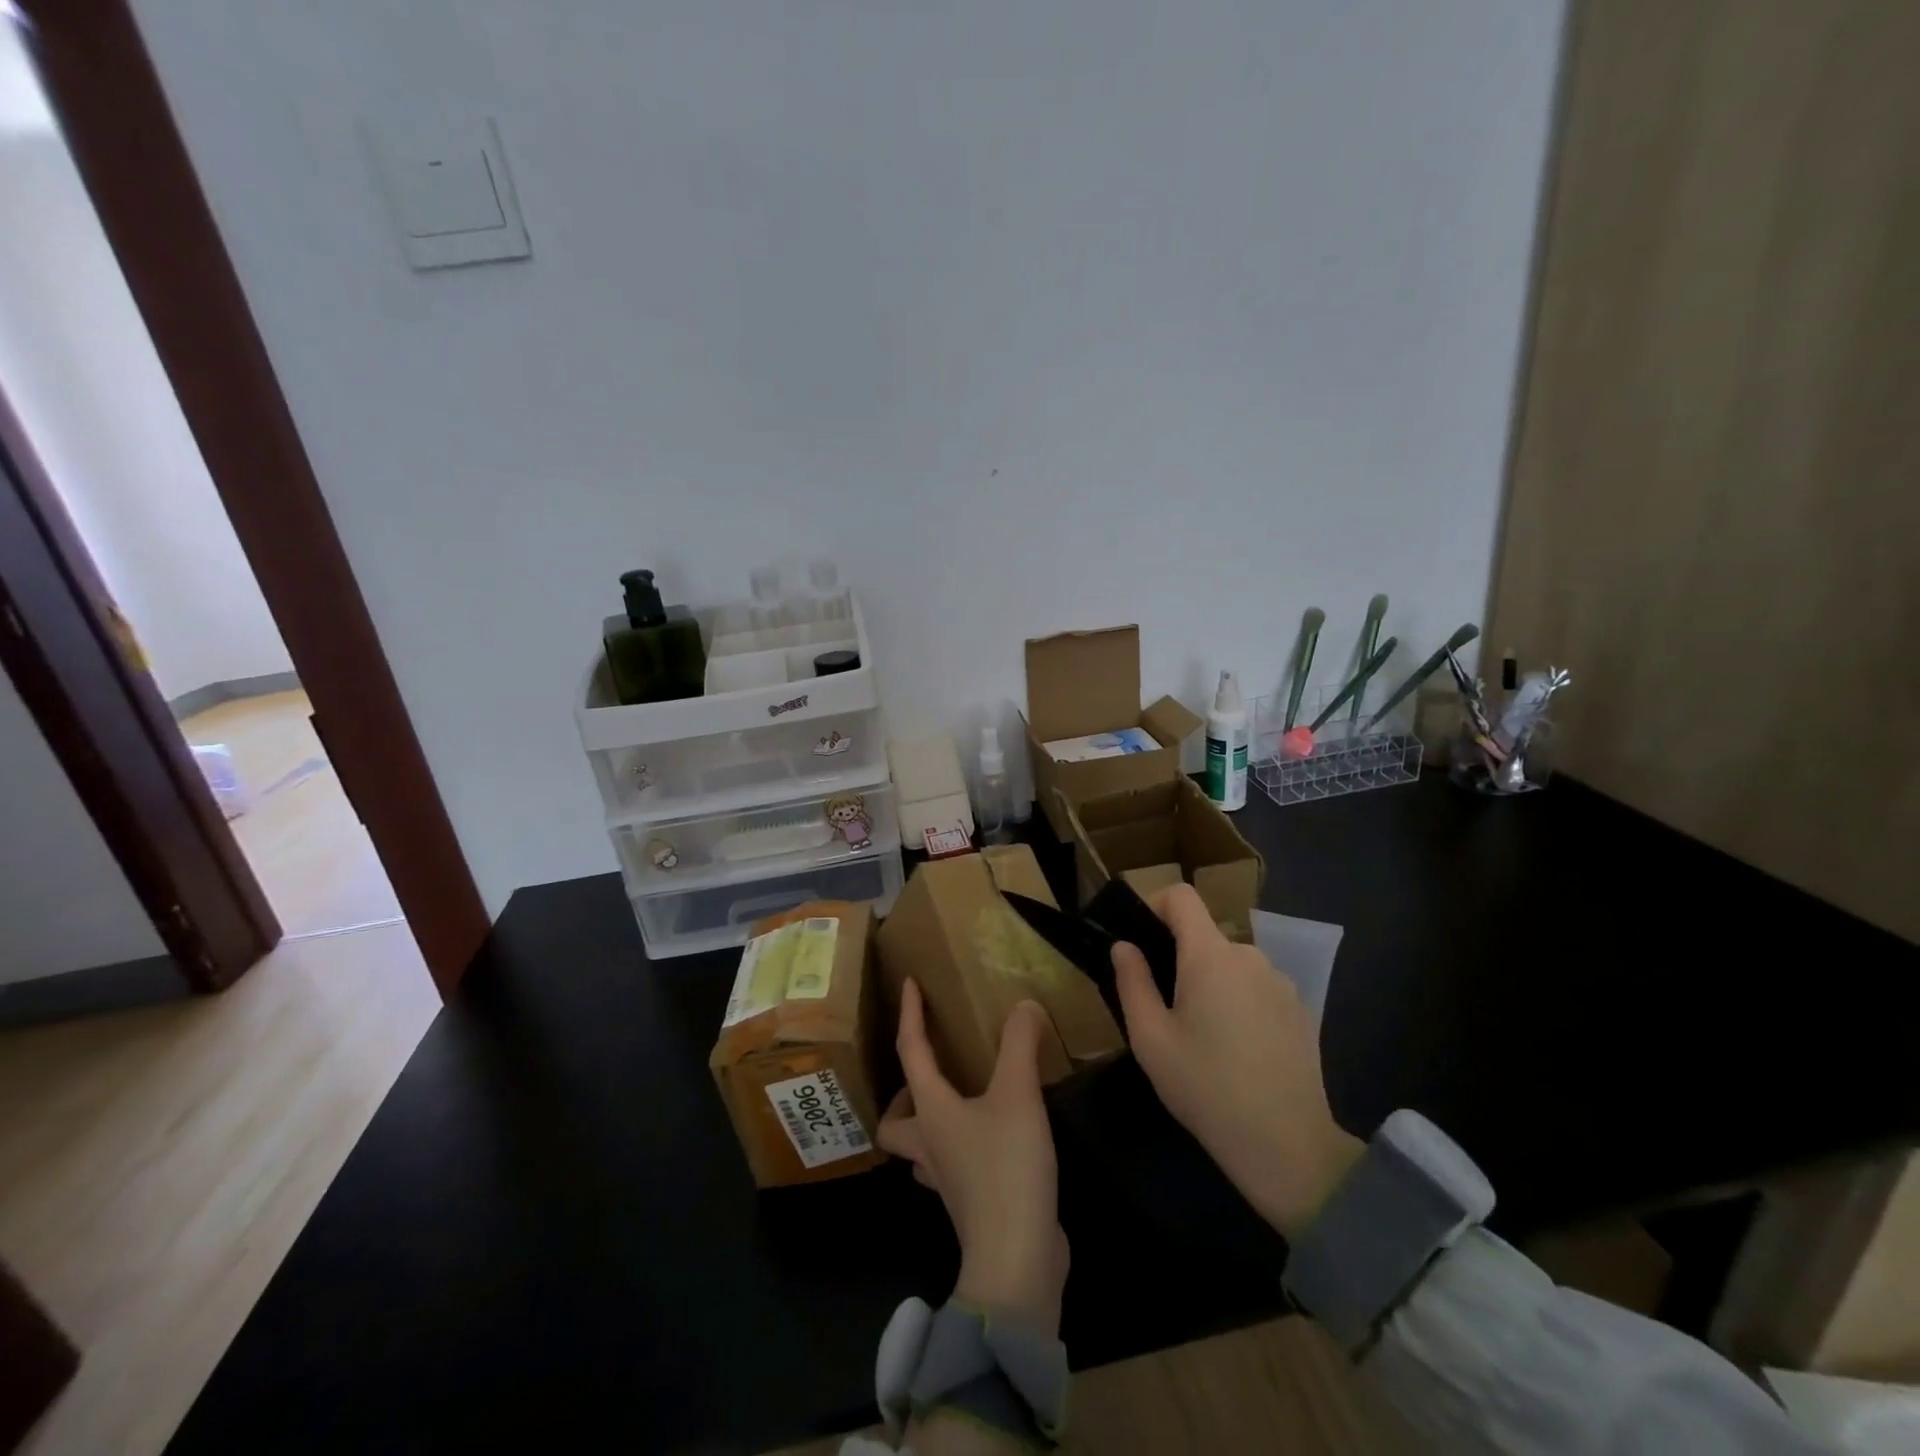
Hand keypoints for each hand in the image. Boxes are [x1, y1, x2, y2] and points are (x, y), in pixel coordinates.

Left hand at [879, 979, 1067, 1335]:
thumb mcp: (1018, 1095)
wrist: (1016, 1260)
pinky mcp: (970, 1203)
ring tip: (958, 1103)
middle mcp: (929, 1145)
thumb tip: (1024, 1005)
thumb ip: (1020, 1044)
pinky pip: (951, 1167)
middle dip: (903, 1095)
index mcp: (931, 1112)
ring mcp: (947, 1179)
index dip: (910, 1015)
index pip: (911, 1051)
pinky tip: (989, 1140)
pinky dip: (959, 1149)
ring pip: (919, 1148)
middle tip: (931, 1071)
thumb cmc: (1006, 1168)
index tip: (908, 984)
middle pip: (894, 1121)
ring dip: (927, 1125)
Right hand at [1111, 884, 1362, 1238]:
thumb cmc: (1206, 1087)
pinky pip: (1257, 987)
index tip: (1141, 941)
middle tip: (1165, 1008)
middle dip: (1180, 959)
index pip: (1181, 896)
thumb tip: (1124, 946)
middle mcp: (1249, 956)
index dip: (1155, 905)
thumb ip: (1132, 982)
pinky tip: (1238, 1051)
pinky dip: (1240, 1002)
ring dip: (1211, 982)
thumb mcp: (1150, 1039)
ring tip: (1203, 1036)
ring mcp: (1281, 982)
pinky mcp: (1300, 1010)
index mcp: (1210, 956)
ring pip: (1231, 964)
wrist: (1288, 1146)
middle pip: (1205, 936)